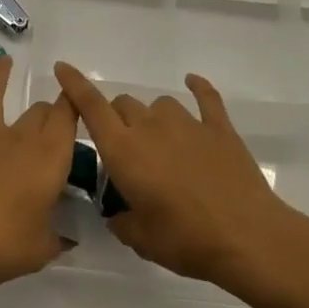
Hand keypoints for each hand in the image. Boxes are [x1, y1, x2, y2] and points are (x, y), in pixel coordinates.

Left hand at [0, 55, 79, 298]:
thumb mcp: (41, 250)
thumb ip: (58, 238)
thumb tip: (69, 237)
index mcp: (49, 158)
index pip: (69, 119)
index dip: (76, 105)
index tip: (82, 100)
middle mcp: (20, 139)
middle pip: (39, 112)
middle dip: (49, 110)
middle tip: (52, 119)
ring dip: (1, 76)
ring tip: (6, 61)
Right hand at [53, 62, 308, 292]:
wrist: (246, 236)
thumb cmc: (185, 240)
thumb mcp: (139, 239)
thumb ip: (120, 220)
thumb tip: (118, 213)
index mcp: (124, 151)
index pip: (92, 108)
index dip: (74, 85)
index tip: (62, 68)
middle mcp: (151, 127)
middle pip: (124, 105)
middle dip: (117, 120)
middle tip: (126, 150)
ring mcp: (188, 123)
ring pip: (159, 104)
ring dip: (153, 118)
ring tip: (162, 144)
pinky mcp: (219, 128)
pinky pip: (205, 97)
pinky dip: (198, 88)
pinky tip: (193, 83)